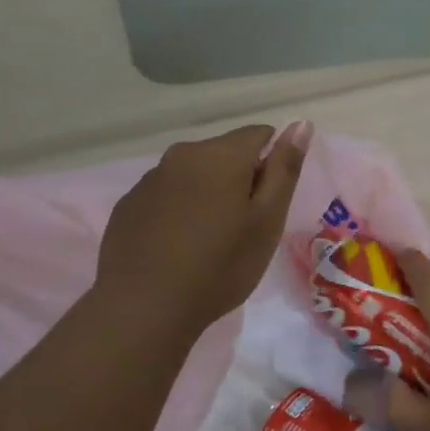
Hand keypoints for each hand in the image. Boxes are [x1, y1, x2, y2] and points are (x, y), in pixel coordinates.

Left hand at [95, 122, 310, 335]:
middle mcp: (182, 154)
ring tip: (209, 242)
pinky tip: (178, 248)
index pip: (260, 134)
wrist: (145, 307)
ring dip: (208, 195)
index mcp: (222, 154)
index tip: (269, 203)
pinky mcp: (128, 205)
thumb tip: (301, 123)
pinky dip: (179, 211)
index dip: (272, 164)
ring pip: (193, 175)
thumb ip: (285, 169)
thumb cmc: (220, 265)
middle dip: (239, 179)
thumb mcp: (267, 220)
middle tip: (243, 229)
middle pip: (224, 153)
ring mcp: (150, 179)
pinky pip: (166, 196)